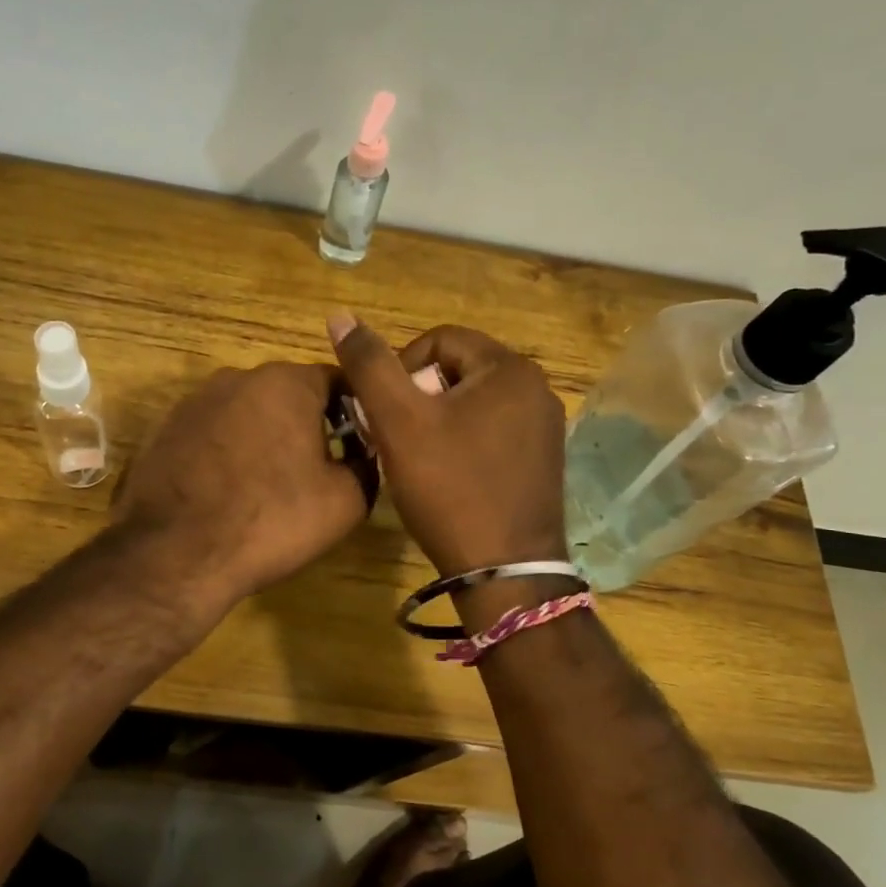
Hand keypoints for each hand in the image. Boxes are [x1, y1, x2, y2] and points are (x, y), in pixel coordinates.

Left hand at [111, 362, 369, 609]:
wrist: (176, 553)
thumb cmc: (272, 519)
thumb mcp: (346, 501)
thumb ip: (365, 466)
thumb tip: (361, 456)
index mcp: (287, 382)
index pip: (336, 381)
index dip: (354, 412)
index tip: (358, 446)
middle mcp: (237, 378)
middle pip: (287, 394)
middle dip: (306, 424)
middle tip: (316, 469)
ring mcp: (194, 402)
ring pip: (246, 413)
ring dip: (263, 438)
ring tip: (268, 485)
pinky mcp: (164, 430)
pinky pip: (212, 435)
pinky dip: (226, 454)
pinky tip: (227, 492)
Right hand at [327, 314, 566, 576]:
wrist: (504, 570)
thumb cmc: (449, 488)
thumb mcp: (399, 422)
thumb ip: (369, 365)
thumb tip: (340, 316)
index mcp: (510, 368)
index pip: (439, 340)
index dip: (400, 369)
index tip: (385, 412)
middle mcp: (536, 389)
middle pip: (457, 371)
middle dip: (418, 397)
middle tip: (397, 438)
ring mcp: (544, 427)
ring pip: (472, 403)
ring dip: (436, 421)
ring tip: (416, 459)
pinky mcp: (542, 460)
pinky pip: (491, 432)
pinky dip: (462, 443)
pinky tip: (446, 476)